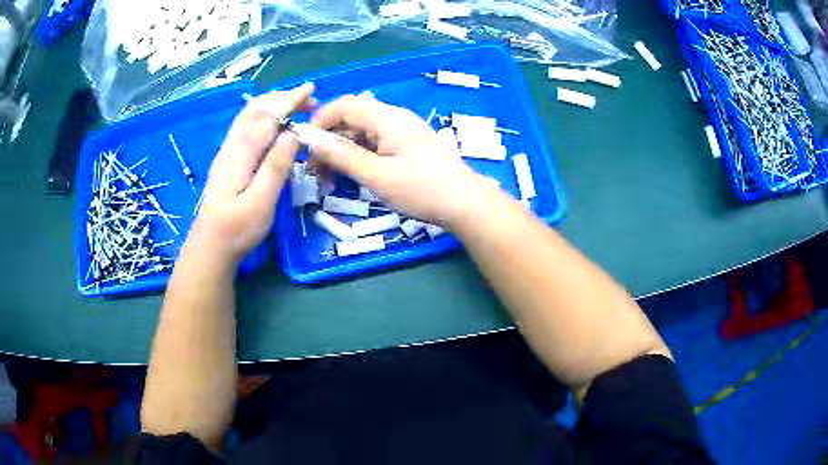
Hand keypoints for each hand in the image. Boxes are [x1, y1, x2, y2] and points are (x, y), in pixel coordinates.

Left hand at [189, 83, 315, 263]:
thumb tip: (292, 134)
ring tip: (294, 105)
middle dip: (282, 98)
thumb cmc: (236, 230)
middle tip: (308, 99)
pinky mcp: (227, 162)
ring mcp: (227, 153)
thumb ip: (275, 167)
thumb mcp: (260, 203)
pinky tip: (272, 125)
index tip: (310, 90)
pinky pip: (246, 127)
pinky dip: (263, 116)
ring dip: (272, 105)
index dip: (289, 101)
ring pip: (248, 117)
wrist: (210, 247)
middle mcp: (231, 147)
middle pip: (255, 110)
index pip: (267, 117)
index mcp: (241, 153)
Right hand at [308, 93, 495, 226]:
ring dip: (344, 151)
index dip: (321, 120)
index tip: (306, 145)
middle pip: (352, 118)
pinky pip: (377, 143)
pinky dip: (360, 156)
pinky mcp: (409, 145)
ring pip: (363, 132)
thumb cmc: (421, 189)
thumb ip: (342, 155)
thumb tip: (311, 140)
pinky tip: (354, 175)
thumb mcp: (376, 175)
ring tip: (331, 179)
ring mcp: (404, 131)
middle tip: (317, 170)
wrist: (465, 203)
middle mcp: (395, 117)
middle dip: (330, 140)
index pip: (344, 105)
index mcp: (386, 117)